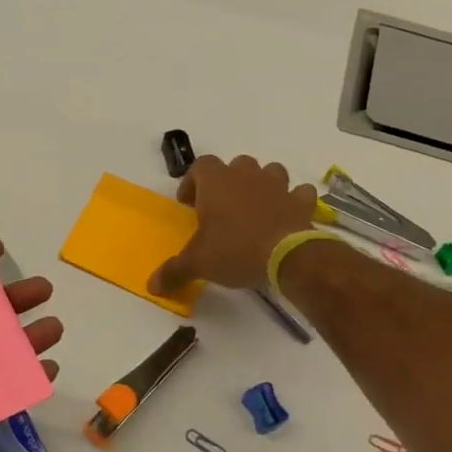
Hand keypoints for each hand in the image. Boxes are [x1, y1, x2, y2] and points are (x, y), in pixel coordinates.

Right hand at [149, 155, 317, 297]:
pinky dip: (293, 200)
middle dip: (229, 181)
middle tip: (222, 206)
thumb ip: (173, 271)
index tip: (189, 203)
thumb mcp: (197, 263)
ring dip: (262, 184)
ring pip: (270, 171)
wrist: (286, 256)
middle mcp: (246, 176)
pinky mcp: (300, 201)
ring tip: (255, 207)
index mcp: (216, 182)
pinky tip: (287, 214)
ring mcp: (277, 185)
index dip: (193, 181)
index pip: (200, 166)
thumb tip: (152, 286)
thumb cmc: (234, 250)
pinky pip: (298, 193)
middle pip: (236, 165)